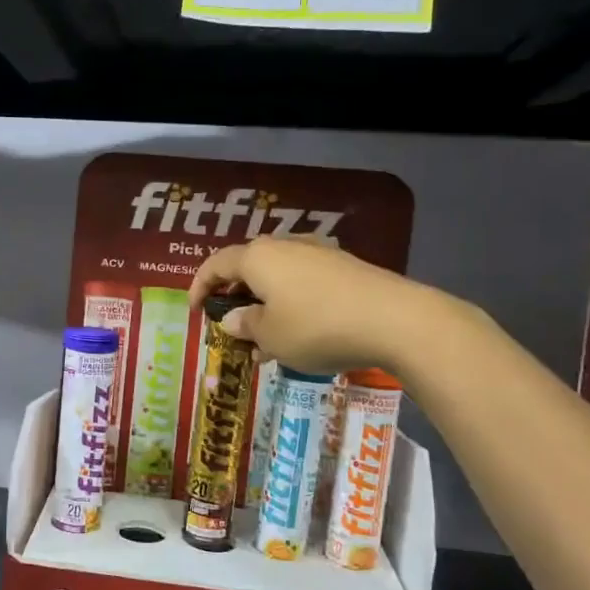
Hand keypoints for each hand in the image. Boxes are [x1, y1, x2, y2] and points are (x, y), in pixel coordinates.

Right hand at [190, 237, 444, 376]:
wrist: (395, 320)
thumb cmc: (316, 327)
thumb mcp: (270, 336)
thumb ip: (245, 325)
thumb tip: (232, 319)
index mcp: (258, 257)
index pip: (216, 264)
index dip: (199, 287)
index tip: (195, 312)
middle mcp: (286, 246)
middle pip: (248, 268)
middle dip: (235, 298)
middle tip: (230, 326)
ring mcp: (319, 254)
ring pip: (278, 278)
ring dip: (264, 306)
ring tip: (263, 342)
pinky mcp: (345, 268)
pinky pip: (304, 284)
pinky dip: (291, 305)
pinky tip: (298, 335)